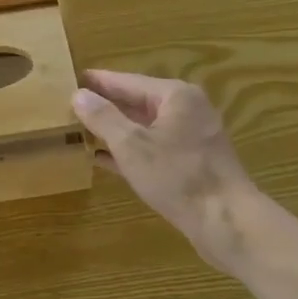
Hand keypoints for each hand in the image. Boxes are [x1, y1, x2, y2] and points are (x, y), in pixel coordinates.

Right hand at [72, 70, 262, 273]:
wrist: (226, 220)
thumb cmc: (178, 176)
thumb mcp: (132, 145)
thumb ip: (103, 118)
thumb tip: (79, 95)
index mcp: (176, 96)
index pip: (128, 81)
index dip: (99, 81)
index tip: (73, 77)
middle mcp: (187, 110)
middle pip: (138, 102)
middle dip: (106, 105)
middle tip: (72, 104)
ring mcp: (191, 138)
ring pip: (145, 127)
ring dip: (115, 129)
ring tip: (81, 129)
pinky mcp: (191, 164)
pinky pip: (153, 149)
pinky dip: (129, 151)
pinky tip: (102, 158)